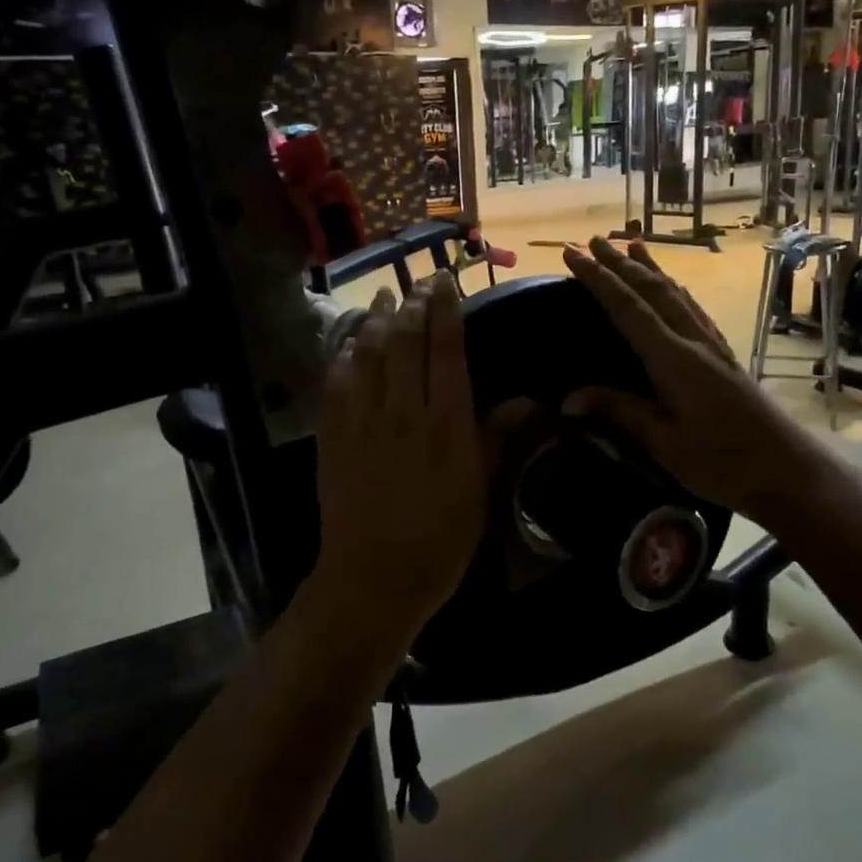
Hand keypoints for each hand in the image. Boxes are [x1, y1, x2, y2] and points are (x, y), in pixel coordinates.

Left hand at [315, 275, 484, 642]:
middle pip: (406, 342)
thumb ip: (497, 438)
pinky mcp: (333, 436)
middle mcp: (404, 412)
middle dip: (414, 304)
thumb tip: (527, 400)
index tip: (445, 282)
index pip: (446, 351)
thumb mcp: (480, 493)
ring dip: (378, 319)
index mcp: (446, 424)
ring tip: (385, 295)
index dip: (446, 310)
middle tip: (419, 281)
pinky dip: (344, 355)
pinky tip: (350, 342)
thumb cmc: (440, 542)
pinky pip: (336, 383)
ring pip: (369, 354)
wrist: (373, 580)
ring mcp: (363, 421)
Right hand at [561, 238, 848, 525]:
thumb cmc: (725, 464)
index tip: (572, 253)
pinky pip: (693, 308)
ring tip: (632, 244)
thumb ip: (621, 412)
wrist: (791, 472)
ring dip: (650, 268)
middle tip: (593, 240)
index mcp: (674, 360)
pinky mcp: (725, 356)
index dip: (598, 279)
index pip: (628, 308)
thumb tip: (569, 398)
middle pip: (653, 290)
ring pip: (677, 294)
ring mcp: (713, 346)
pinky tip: (673, 288)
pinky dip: (675, 289)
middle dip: (620, 263)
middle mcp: (694, 341)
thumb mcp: (665, 444)